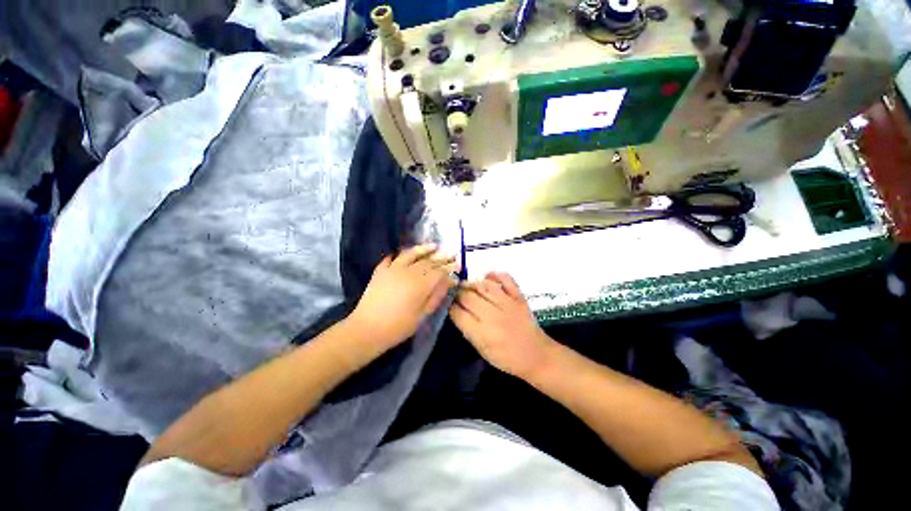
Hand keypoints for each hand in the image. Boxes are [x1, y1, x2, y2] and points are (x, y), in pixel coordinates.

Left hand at [349, 244, 457, 349]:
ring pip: (410, 254)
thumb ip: (435, 297)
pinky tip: (402, 255)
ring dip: (423, 249)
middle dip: (441, 257)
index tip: (458, 265)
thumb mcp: (421, 316)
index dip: (449, 268)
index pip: (438, 272)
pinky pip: (391, 259)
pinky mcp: (380, 271)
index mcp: (420, 284)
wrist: (366, 329)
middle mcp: (408, 272)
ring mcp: (392, 269)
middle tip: (451, 254)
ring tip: (433, 245)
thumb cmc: (398, 327)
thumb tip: (447, 283)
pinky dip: (398, 255)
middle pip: (427, 261)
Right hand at [449, 272, 555, 377]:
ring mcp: (507, 303)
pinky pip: (506, 279)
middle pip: (468, 297)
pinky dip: (495, 275)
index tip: (448, 305)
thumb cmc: (507, 357)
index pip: (458, 313)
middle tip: (454, 294)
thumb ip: (468, 330)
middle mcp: (493, 315)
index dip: (450, 307)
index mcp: (482, 333)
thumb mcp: (482, 350)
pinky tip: (487, 276)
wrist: (536, 355)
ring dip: (472, 283)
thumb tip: (457, 312)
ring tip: (466, 285)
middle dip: (457, 293)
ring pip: (484, 286)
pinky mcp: (518, 297)